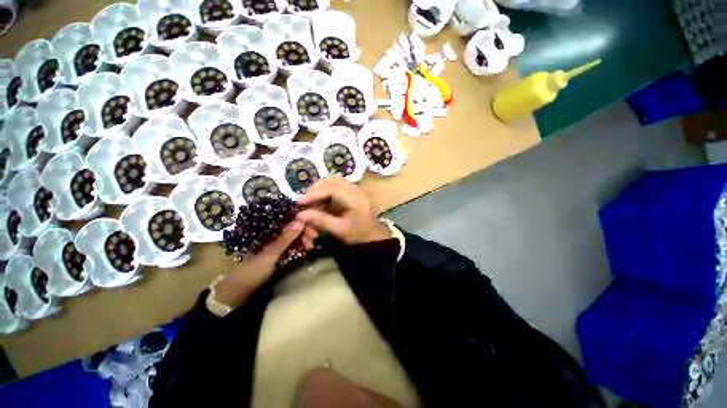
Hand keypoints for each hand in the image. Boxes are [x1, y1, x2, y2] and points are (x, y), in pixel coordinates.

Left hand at [215, 220, 304, 308]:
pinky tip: (307, 248)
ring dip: (303, 238)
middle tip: (315, 237)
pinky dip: (299, 246)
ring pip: (292, 236)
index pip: (285, 219)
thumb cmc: (251, 272)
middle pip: (290, 227)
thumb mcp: (269, 255)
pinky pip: (291, 246)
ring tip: (312, 244)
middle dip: (303, 230)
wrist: (238, 294)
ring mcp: (274, 244)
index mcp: (264, 230)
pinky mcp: (277, 253)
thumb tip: (301, 221)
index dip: (299, 220)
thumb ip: (285, 239)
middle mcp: (270, 234)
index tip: (312, 225)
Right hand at [296, 178, 391, 244]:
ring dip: (321, 189)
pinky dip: (326, 192)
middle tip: (305, 200)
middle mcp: (356, 190)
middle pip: (332, 180)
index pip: (332, 189)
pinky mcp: (354, 192)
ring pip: (334, 182)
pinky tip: (321, 201)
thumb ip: (320, 220)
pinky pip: (337, 186)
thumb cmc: (359, 235)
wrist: (375, 237)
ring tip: (311, 200)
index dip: (315, 193)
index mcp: (355, 199)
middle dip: (316, 188)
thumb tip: (300, 215)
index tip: (301, 201)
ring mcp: (356, 190)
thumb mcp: (339, 230)